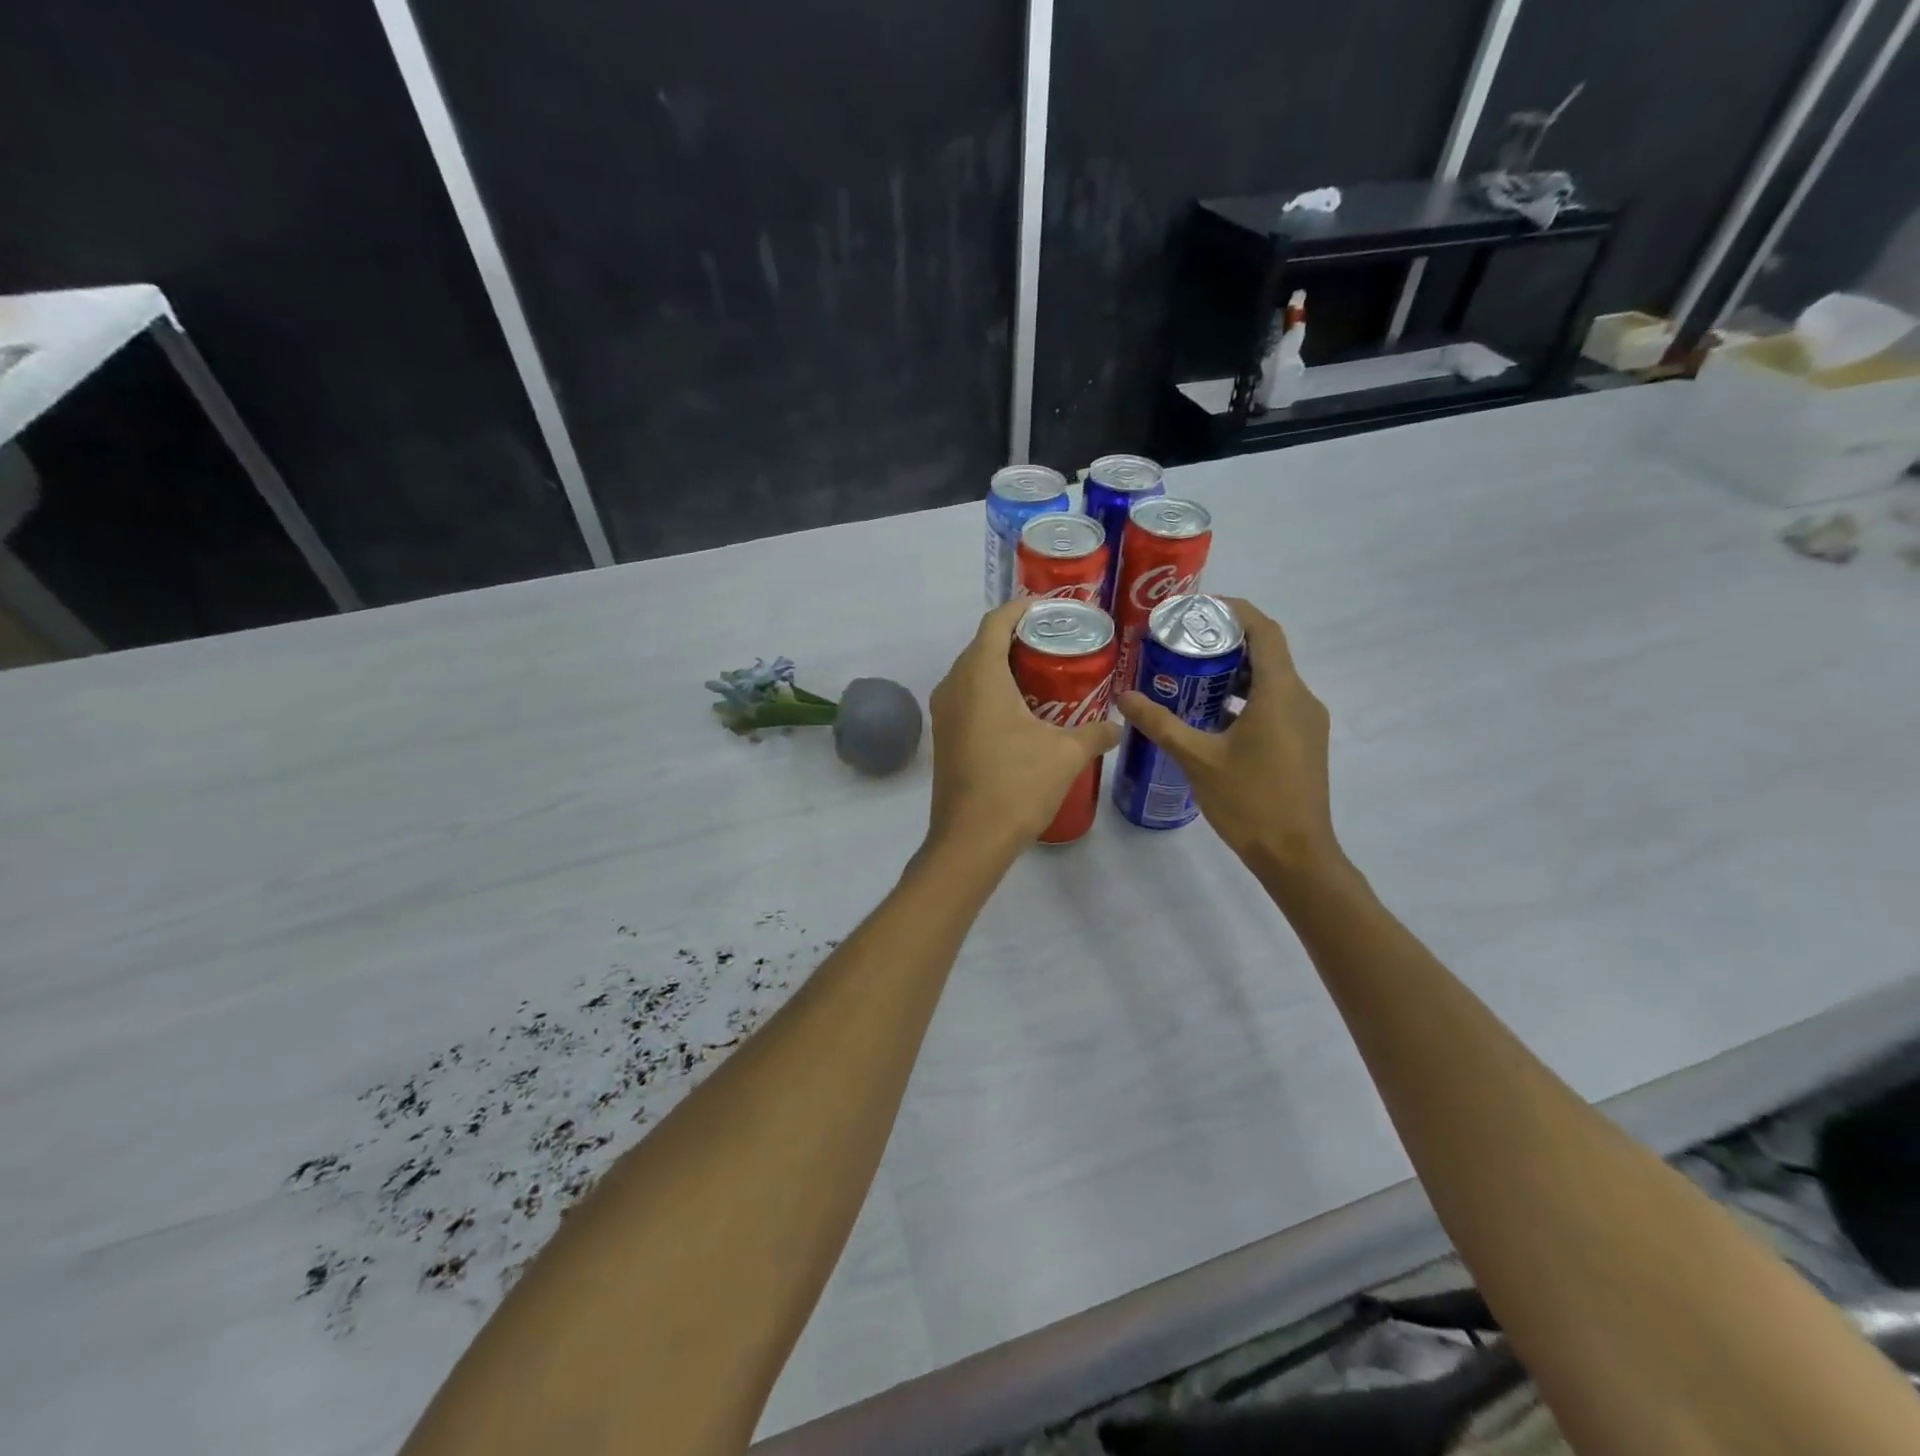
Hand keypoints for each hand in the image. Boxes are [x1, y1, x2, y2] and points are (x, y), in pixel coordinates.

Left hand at [926, 601, 1122, 850]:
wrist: (970, 839)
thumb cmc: (1016, 785)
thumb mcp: (1065, 755)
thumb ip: (1095, 734)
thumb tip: (1117, 727)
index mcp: (980, 675)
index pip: (997, 622)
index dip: (1023, 609)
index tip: (1052, 610)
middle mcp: (954, 685)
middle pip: (983, 645)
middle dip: (1018, 639)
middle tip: (1058, 644)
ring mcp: (944, 712)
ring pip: (973, 673)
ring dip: (1005, 668)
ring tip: (1045, 676)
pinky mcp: (945, 736)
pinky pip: (968, 697)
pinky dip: (992, 693)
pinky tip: (1023, 712)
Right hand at [1116, 597, 1339, 878]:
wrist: (1296, 855)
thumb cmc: (1249, 801)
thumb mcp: (1197, 759)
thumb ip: (1161, 724)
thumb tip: (1123, 697)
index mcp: (1280, 693)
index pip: (1264, 631)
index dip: (1235, 611)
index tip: (1198, 608)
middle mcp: (1301, 698)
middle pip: (1267, 653)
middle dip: (1226, 643)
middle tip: (1182, 643)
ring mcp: (1307, 722)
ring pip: (1271, 681)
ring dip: (1235, 673)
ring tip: (1190, 676)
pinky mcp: (1304, 742)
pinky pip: (1276, 704)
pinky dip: (1246, 698)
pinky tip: (1212, 715)